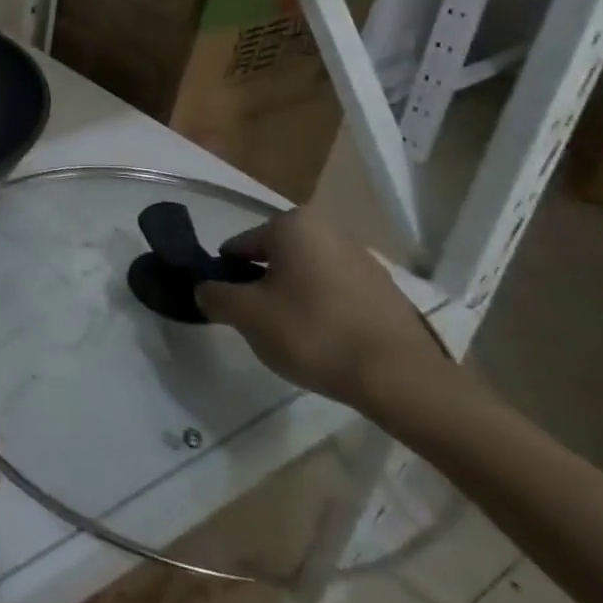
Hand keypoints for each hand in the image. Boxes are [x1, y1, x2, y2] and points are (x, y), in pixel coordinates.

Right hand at [196, 207, 451, 414]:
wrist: (398, 377)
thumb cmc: (312, 332)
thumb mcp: (246, 315)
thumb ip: (215, 295)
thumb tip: (204, 290)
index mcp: (293, 224)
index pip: (241, 245)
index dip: (227, 275)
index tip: (229, 306)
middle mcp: (329, 229)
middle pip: (276, 257)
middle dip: (263, 285)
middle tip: (258, 322)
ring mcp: (363, 258)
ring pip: (307, 274)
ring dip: (293, 296)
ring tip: (292, 336)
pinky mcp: (387, 290)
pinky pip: (337, 292)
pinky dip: (323, 309)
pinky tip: (325, 340)